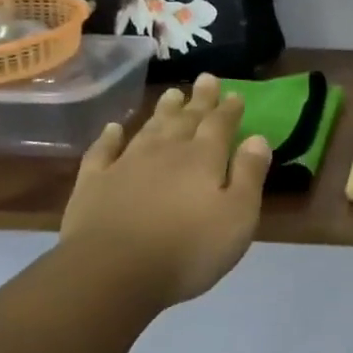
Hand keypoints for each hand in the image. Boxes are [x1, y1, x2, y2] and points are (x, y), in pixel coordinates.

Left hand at [59, 73, 272, 306]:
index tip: (235, 93)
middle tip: (206, 79)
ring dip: (163, 111)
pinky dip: (109, 138)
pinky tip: (113, 129)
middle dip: (199, 100)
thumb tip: (258, 138)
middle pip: (186, 120)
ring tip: (172, 94)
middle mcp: (166, 152)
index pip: (220, 125)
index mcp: (203, 159)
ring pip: (149, 129)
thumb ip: (249, 175)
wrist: (111, 273)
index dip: (229, 109)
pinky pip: (102, 152)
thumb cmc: (187, 249)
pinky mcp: (93, 184)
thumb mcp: (238, 216)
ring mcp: (126, 165)